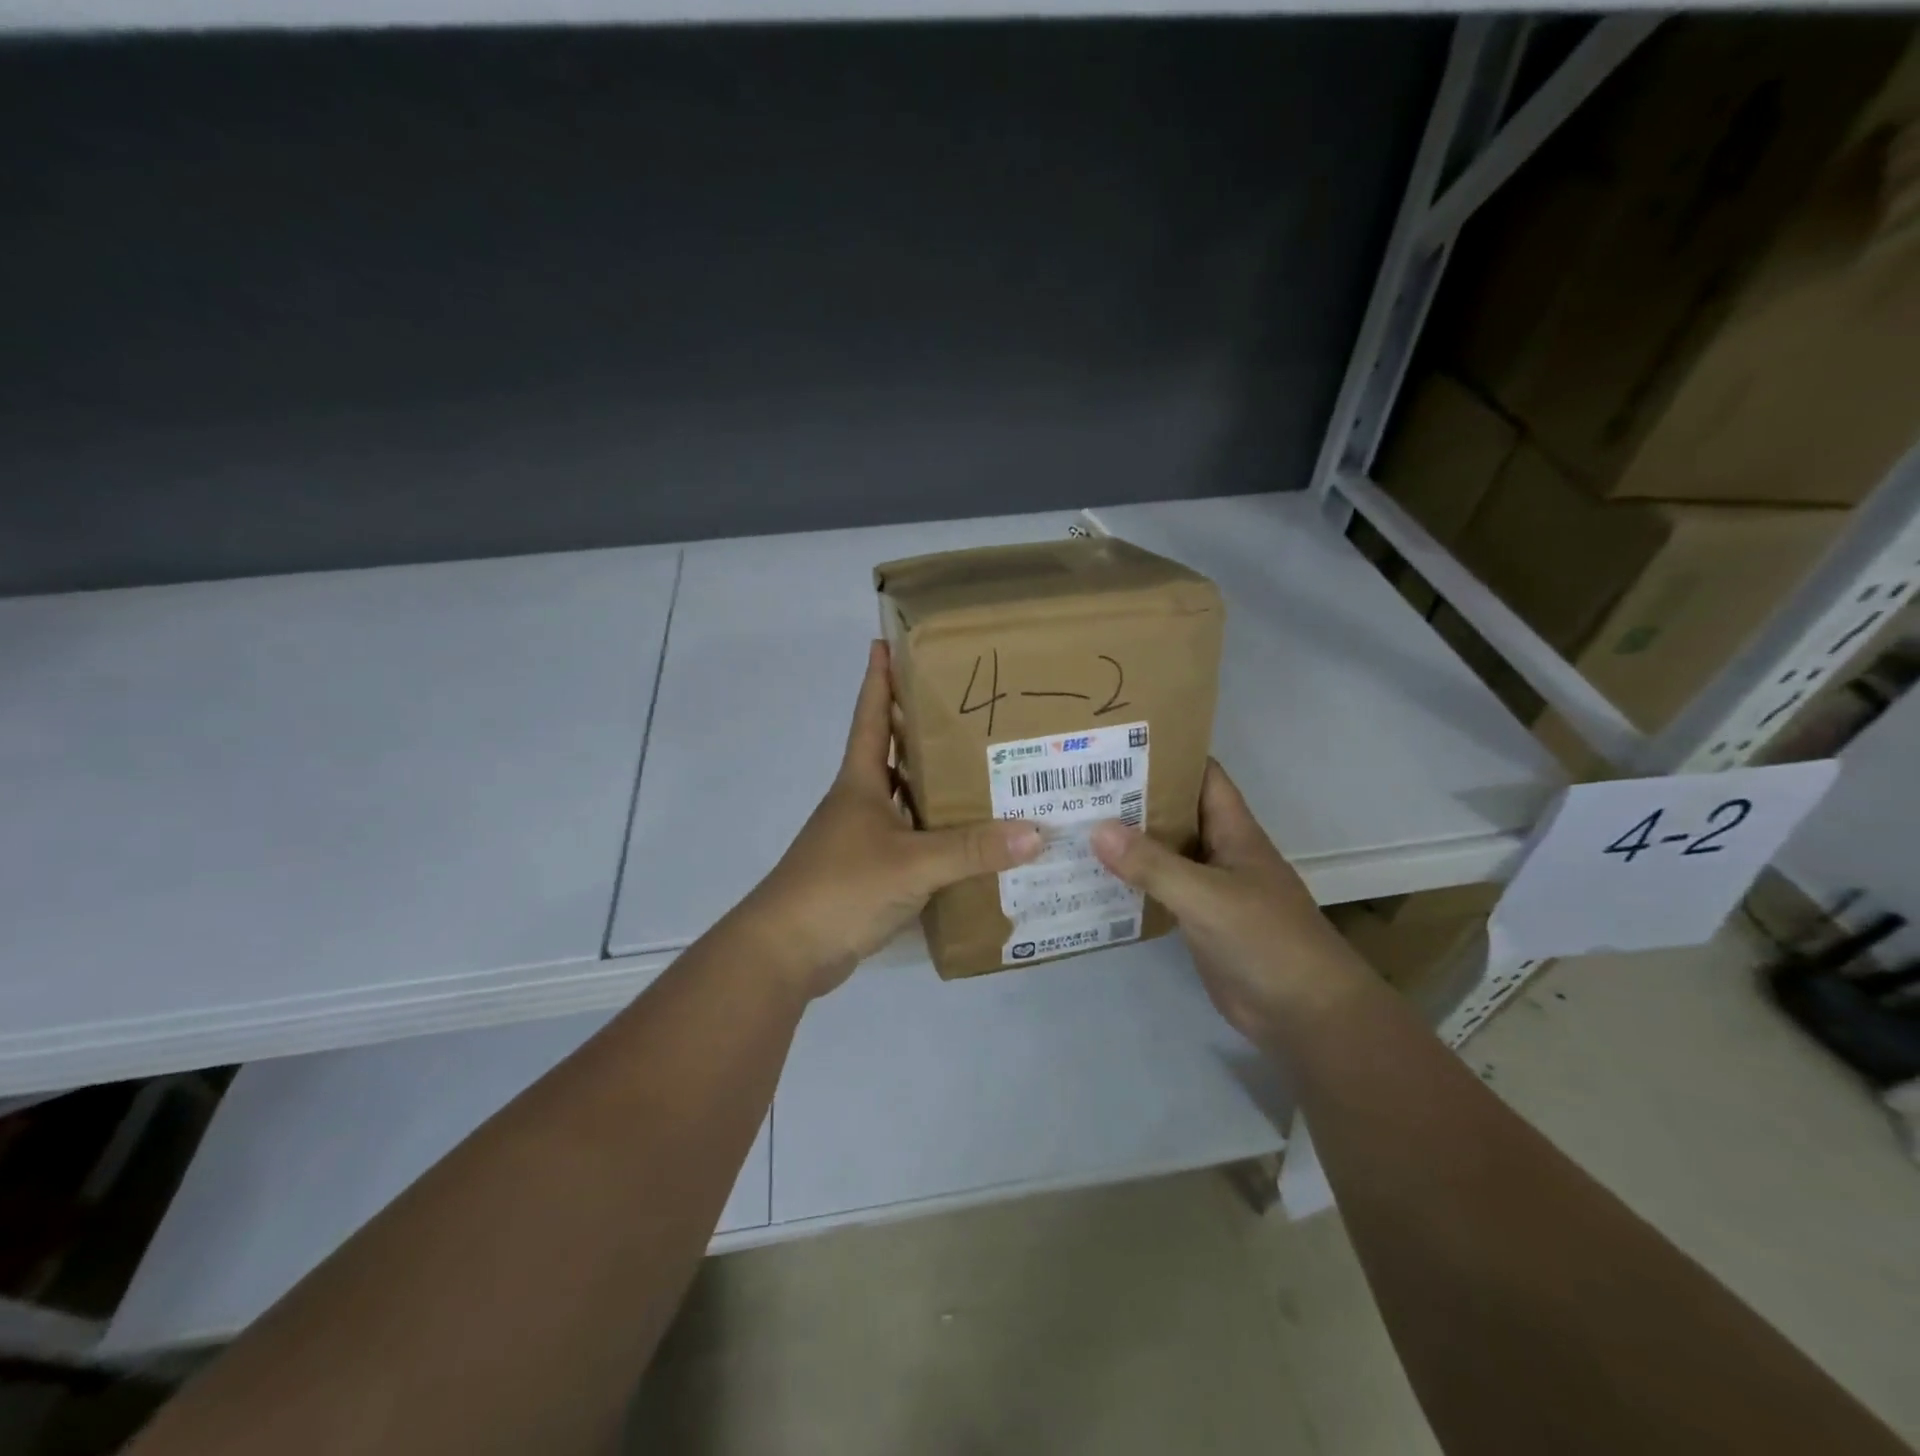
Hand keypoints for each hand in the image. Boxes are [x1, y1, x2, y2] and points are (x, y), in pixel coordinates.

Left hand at [728, 640, 1043, 1000]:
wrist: (787, 951)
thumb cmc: (840, 887)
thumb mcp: (912, 864)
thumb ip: (972, 849)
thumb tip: (1036, 832)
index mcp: (860, 782)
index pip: (871, 716)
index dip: (879, 679)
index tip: (888, 641)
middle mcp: (861, 802)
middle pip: (894, 754)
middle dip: (924, 729)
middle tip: (971, 709)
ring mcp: (862, 839)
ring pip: (907, 800)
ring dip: (937, 786)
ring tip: (986, 769)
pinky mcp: (869, 873)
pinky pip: (912, 842)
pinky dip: (938, 836)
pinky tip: (971, 840)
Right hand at [1090, 760, 1371, 1047]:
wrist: (1305, 1014)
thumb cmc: (1266, 940)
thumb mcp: (1207, 896)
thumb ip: (1153, 865)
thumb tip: (1096, 829)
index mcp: (1232, 830)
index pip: (1200, 775)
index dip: (1165, 754)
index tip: (1115, 743)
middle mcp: (1219, 850)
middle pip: (1173, 811)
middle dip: (1131, 797)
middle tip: (1077, 785)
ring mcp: (1208, 886)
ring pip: (1162, 852)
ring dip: (1126, 841)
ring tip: (1073, 824)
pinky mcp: (1197, 920)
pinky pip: (1158, 890)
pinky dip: (1130, 882)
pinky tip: (1091, 878)